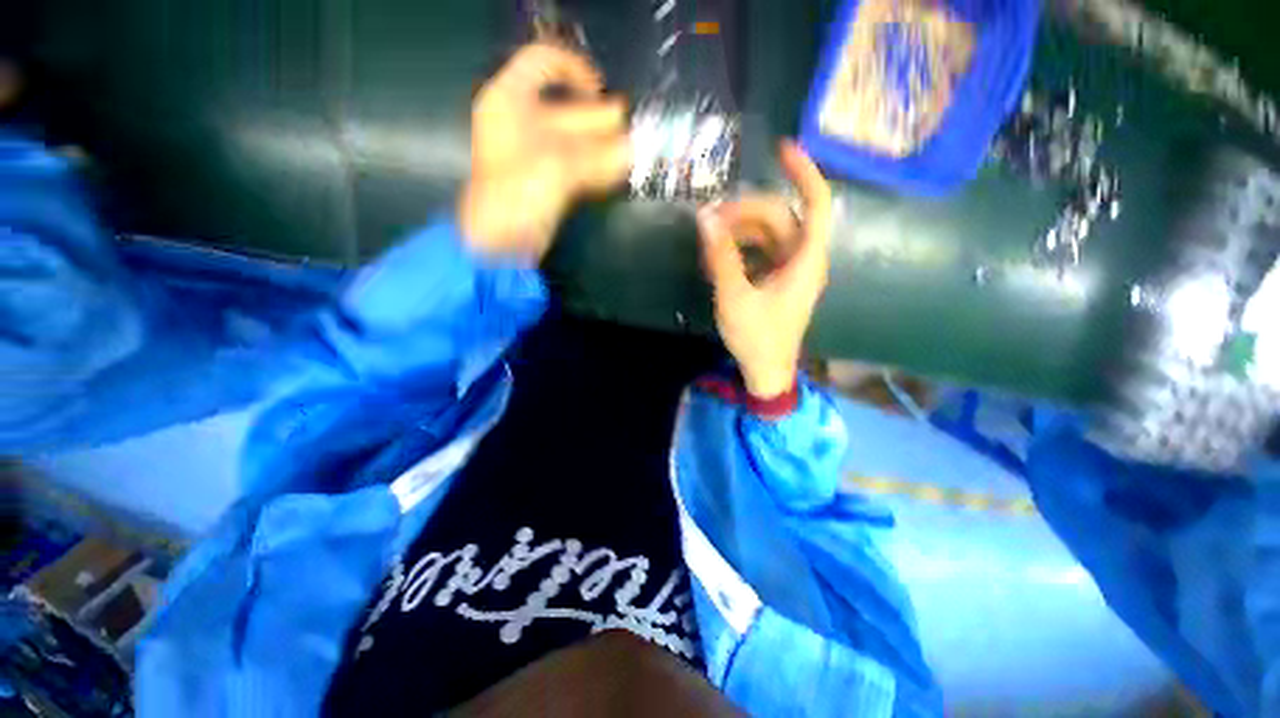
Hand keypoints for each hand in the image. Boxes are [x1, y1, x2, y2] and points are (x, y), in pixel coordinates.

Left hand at [460, 44, 631, 259]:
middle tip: (630, 125)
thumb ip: (598, 157)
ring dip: (604, 146)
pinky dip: (597, 168)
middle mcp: (522, 121)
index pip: (543, 62)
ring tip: (633, 149)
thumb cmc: (518, 194)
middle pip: (567, 109)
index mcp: (510, 100)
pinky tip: (618, 169)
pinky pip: (576, 166)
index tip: (600, 90)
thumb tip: (633, 149)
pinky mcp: (546, 180)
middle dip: (599, 119)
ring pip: (575, 141)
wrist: (500, 241)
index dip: (574, 69)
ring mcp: (535, 153)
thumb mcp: (557, 166)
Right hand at [697, 140, 832, 398]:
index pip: (815, 204)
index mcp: (805, 261)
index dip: (803, 172)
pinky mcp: (776, 279)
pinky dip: (739, 249)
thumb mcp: (735, 298)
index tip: (781, 149)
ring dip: (737, 232)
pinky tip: (716, 257)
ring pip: (767, 233)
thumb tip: (705, 218)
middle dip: (745, 212)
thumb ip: (721, 257)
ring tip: (707, 244)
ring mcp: (788, 269)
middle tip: (709, 220)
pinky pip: (759, 251)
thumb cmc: (757, 338)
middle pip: (779, 217)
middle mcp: (802, 259)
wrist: (765, 371)